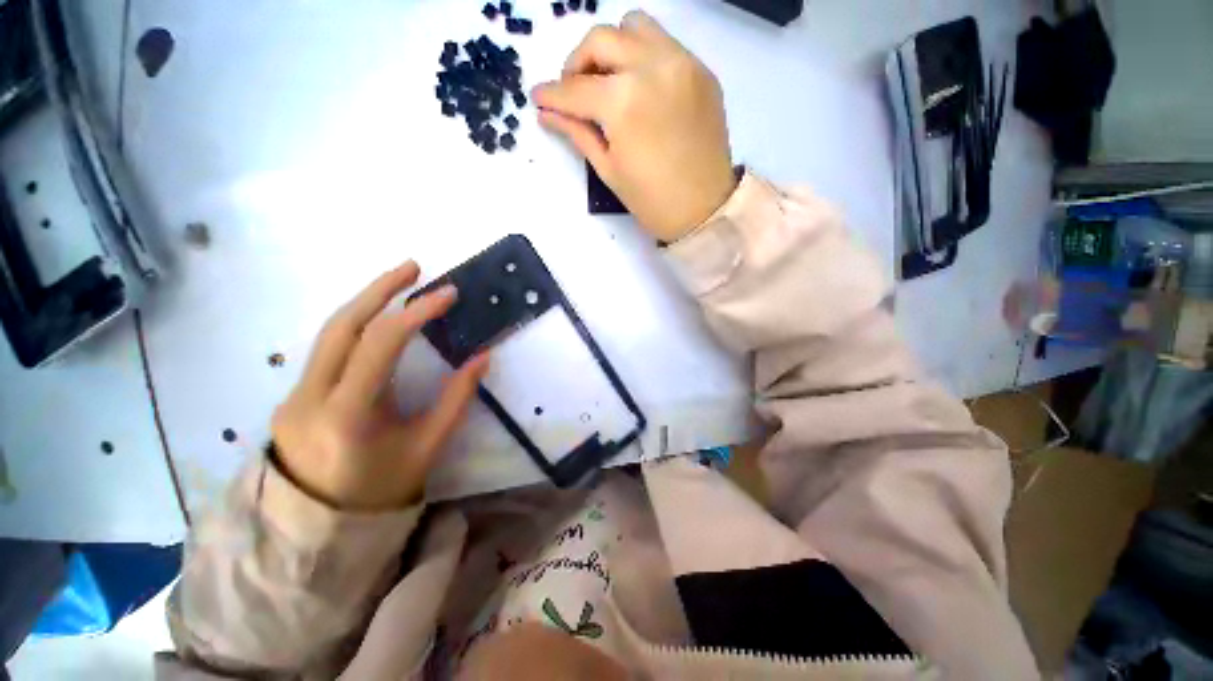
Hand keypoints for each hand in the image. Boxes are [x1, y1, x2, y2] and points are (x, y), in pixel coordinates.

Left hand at [271, 262, 488, 510]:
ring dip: (366, 303)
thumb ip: (457, 399)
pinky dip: (357, 327)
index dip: (417, 312)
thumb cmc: (381, 490)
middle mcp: (309, 396)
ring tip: (399, 284)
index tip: (448, 294)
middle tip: (414, 267)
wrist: (318, 526)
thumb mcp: (428, 446)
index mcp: (347, 414)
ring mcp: (293, 394)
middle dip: (380, 289)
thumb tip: (482, 356)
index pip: (381, 344)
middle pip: (342, 326)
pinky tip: (379, 323)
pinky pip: (327, 350)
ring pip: (329, 333)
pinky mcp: (293, 395)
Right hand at [533, 11, 735, 242]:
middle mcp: (652, 67)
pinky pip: (664, 44)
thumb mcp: (608, 169)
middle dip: (577, 63)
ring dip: (613, 48)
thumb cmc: (652, 200)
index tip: (538, 97)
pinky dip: (643, 56)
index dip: (551, 94)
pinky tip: (641, 89)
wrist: (704, 209)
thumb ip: (577, 132)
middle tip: (574, 91)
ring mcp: (682, 63)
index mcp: (623, 102)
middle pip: (601, 40)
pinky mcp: (702, 71)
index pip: (575, 88)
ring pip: (635, 26)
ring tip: (609, 81)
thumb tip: (546, 112)